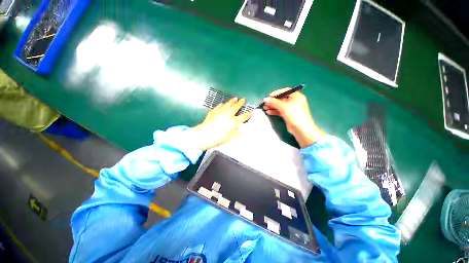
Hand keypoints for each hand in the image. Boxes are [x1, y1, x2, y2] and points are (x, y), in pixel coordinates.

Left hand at [192, 98, 251, 150]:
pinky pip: (219, 106)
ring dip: (232, 101)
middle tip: (243, 99)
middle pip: (236, 107)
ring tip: (235, 98)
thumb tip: (244, 129)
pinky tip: (222, 103)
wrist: (205, 134)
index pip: (243, 117)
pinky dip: (221, 105)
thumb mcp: (231, 137)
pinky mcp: (214, 111)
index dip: (248, 114)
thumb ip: (238, 132)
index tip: (251, 112)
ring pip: (228, 104)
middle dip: (241, 103)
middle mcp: (228, 114)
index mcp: (233, 121)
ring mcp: (220, 112)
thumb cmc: (219, 137)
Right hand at [263, 88, 325, 147]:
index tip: (268, 96)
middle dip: (273, 101)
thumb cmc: (295, 115)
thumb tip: (265, 99)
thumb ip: (274, 102)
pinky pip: (280, 111)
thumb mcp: (284, 107)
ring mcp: (291, 109)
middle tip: (265, 103)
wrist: (301, 129)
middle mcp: (294, 101)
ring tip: (265, 108)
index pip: (285, 91)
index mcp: (296, 96)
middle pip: (281, 99)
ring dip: (272, 106)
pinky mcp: (288, 115)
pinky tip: (268, 112)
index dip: (276, 93)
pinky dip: (274, 111)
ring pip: (280, 105)